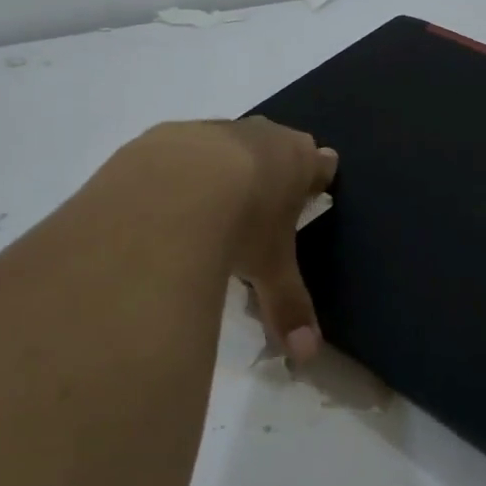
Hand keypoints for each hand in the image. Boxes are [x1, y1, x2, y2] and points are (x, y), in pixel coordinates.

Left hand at [137, 117, 336, 360]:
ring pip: (226, 143)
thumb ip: (290, 308)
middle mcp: (258, 134)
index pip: (322, 163)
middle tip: (262, 203)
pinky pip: (179, 152)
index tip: (311, 196)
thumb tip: (308, 356)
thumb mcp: (270, 270)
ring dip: (223, 167)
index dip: (317, 180)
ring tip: (209, 208)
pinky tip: (164, 207)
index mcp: (297, 158)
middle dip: (272, 168)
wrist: (168, 192)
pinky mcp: (163, 137)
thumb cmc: (241, 225)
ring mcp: (209, 130)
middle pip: (276, 145)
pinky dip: (178, 173)